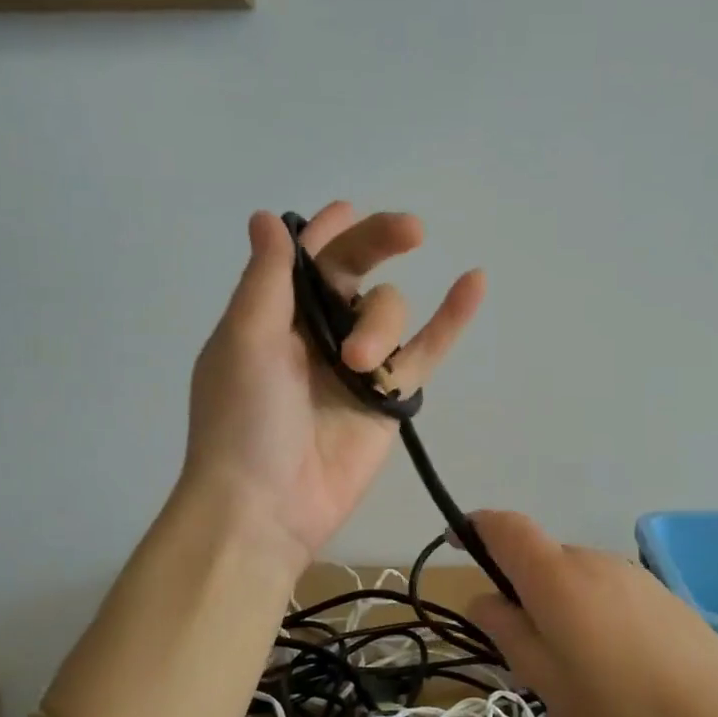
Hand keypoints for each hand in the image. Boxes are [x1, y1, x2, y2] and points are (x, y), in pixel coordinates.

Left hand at [181, 204, 484, 569]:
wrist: (266, 506)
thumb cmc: (243, 418)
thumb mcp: (245, 339)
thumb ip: (266, 278)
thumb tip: (267, 217)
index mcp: (275, 314)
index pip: (307, 259)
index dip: (327, 230)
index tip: (351, 210)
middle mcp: (318, 331)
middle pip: (357, 271)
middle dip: (380, 244)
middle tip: (410, 230)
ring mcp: (358, 364)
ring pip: (389, 312)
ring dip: (381, 324)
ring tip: (359, 364)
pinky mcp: (390, 396)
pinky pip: (426, 350)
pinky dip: (451, 319)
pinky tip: (474, 281)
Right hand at [465, 511, 717, 716]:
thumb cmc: (628, 716)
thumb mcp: (551, 685)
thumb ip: (509, 633)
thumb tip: (483, 599)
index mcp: (558, 578)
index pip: (505, 527)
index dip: (475, 528)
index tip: (457, 546)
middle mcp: (594, 562)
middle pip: (540, 560)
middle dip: (519, 593)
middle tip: (522, 658)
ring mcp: (633, 577)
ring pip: (573, 582)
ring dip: (557, 612)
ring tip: (572, 680)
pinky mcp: (661, 596)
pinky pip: (606, 595)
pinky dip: (590, 619)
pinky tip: (612, 676)